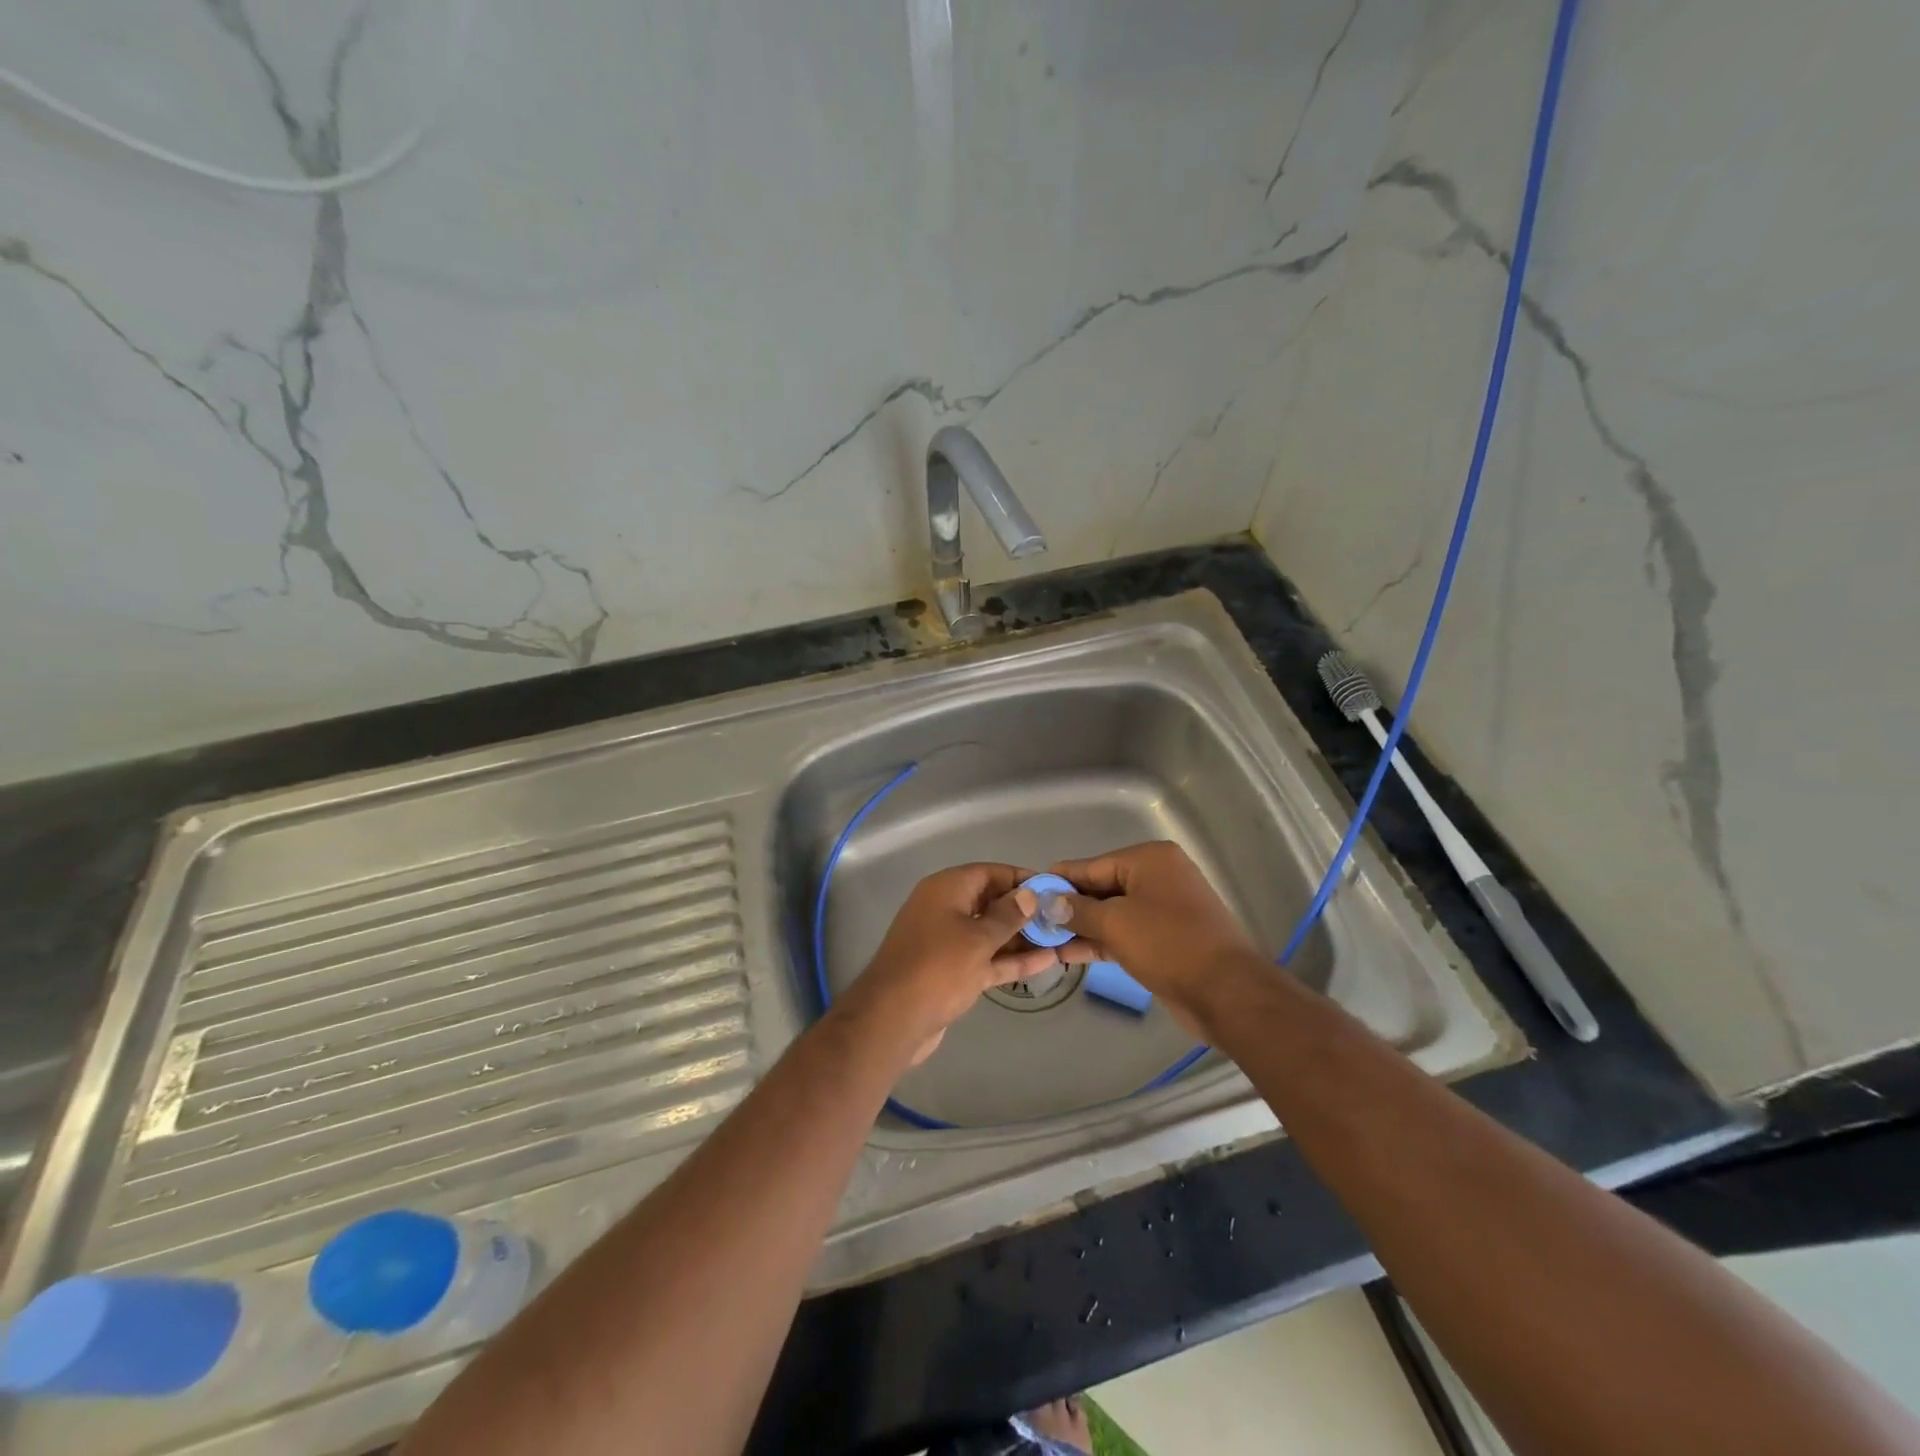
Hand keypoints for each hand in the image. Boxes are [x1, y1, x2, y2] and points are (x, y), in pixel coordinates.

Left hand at [838, 863, 1059, 1065]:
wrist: (893, 1019)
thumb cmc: (938, 968)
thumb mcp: (978, 938)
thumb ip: (1007, 916)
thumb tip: (1029, 894)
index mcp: (946, 889)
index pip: (990, 872)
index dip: (1021, 879)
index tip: (1053, 889)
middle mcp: (945, 909)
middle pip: (990, 902)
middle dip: (1024, 910)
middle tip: (1062, 917)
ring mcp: (948, 942)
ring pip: (990, 933)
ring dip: (1022, 937)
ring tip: (1060, 939)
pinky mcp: (952, 972)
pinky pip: (986, 958)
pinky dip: (1010, 959)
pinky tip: (1045, 962)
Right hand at [1048, 841, 1260, 1034]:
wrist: (1227, 993)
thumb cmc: (1169, 945)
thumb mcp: (1116, 923)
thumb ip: (1077, 910)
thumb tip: (1045, 900)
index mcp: (1149, 860)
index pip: (1091, 865)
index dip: (1058, 881)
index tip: (1027, 893)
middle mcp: (1157, 877)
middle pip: (1101, 888)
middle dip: (1067, 907)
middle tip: (1031, 922)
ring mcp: (1162, 909)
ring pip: (1111, 913)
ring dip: (1080, 927)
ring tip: (1042, 941)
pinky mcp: (1164, 939)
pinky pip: (1124, 933)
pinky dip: (1099, 941)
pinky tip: (1068, 953)